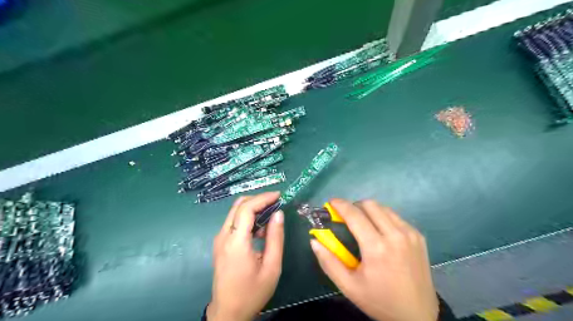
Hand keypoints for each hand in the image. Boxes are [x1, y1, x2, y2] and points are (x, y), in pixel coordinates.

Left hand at [209, 192, 283, 319]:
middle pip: (238, 205)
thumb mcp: (272, 266)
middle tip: (275, 203)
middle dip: (258, 199)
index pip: (246, 208)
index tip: (279, 195)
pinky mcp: (220, 243)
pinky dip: (247, 218)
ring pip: (235, 212)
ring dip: (253, 208)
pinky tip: (259, 231)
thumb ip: (275, 237)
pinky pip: (233, 222)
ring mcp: (219, 239)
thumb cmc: (252, 292)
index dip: (263, 198)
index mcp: (236, 242)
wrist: (228, 312)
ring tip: (270, 218)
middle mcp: (223, 236)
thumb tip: (279, 213)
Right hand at [309, 199, 438, 320]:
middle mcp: (395, 234)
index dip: (340, 205)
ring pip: (383, 208)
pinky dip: (383, 218)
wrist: (419, 315)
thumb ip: (329, 262)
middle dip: (354, 206)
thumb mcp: (349, 287)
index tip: (331, 203)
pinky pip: (396, 217)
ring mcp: (410, 233)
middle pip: (370, 205)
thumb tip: (314, 241)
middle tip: (347, 218)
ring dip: (369, 211)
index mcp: (376, 247)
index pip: (354, 214)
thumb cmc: (380, 301)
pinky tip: (380, 233)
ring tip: (363, 225)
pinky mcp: (418, 236)